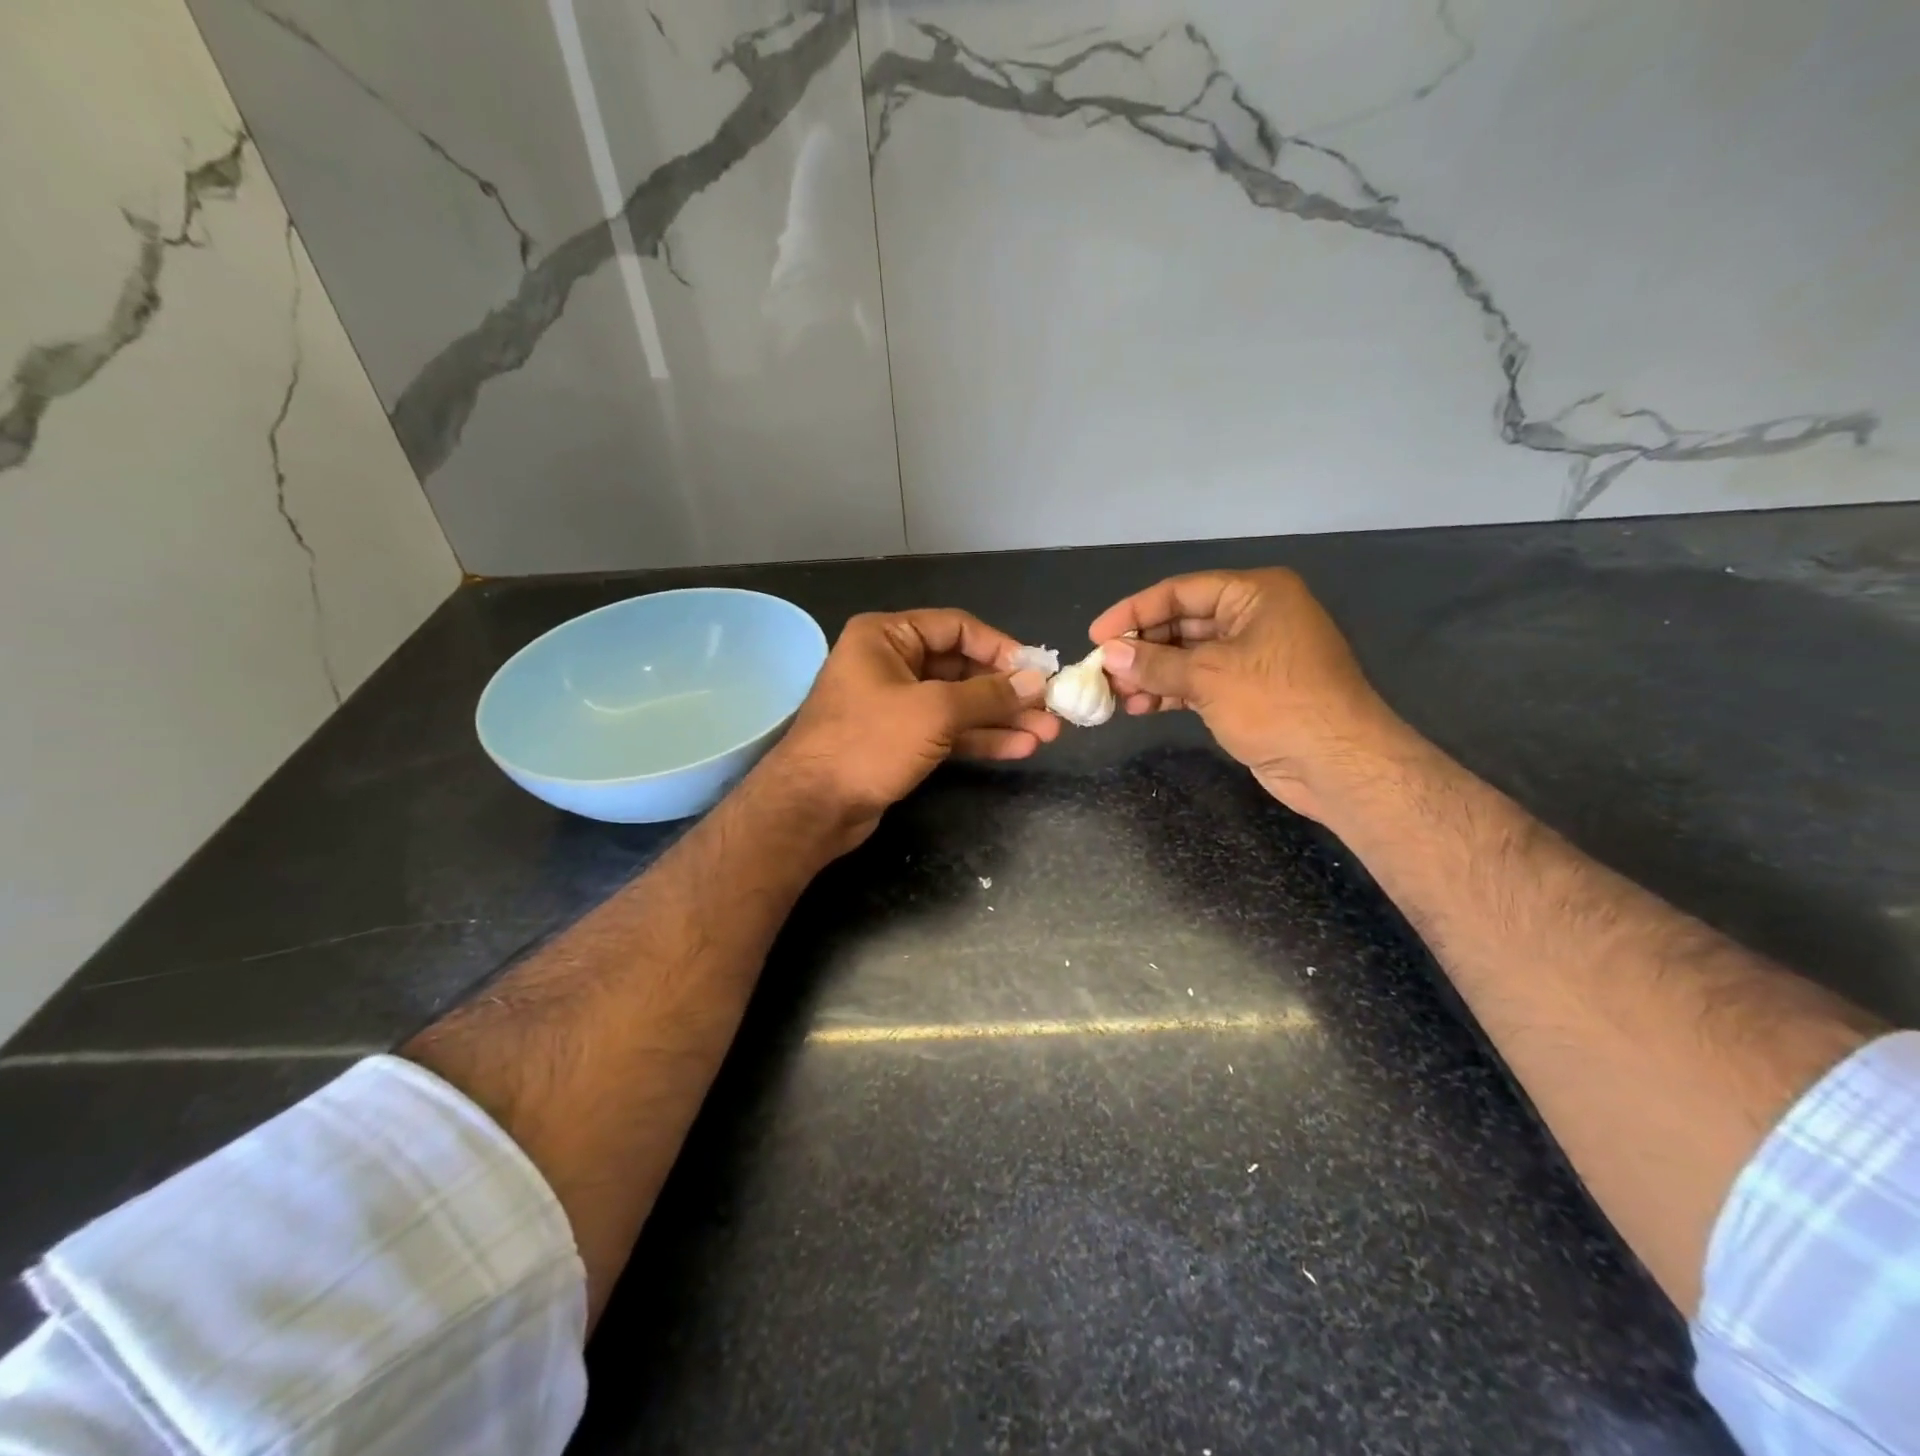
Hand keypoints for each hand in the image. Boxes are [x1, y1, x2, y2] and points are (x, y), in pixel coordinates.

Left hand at [757, 608, 1057, 851]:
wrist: (813, 807)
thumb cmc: (869, 743)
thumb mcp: (934, 712)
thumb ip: (988, 695)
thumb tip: (1035, 683)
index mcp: (887, 636)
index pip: (957, 627)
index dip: (1000, 647)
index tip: (1037, 671)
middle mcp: (890, 663)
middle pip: (961, 667)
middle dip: (1007, 691)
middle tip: (1051, 708)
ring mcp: (895, 704)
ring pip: (958, 704)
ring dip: (1001, 718)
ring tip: (1047, 733)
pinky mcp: (899, 740)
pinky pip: (947, 731)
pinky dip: (980, 738)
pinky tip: (1018, 748)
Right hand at [1089, 569, 1406, 820]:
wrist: (1338, 763)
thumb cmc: (1276, 703)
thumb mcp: (1208, 677)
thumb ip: (1154, 664)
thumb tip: (1109, 656)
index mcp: (1255, 594)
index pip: (1180, 591)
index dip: (1134, 612)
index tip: (1096, 635)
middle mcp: (1255, 617)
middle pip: (1183, 623)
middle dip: (1141, 648)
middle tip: (1101, 670)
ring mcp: (1254, 656)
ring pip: (1189, 656)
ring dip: (1151, 674)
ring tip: (1115, 694)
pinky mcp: (1250, 692)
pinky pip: (1200, 682)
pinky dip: (1172, 692)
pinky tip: (1140, 707)